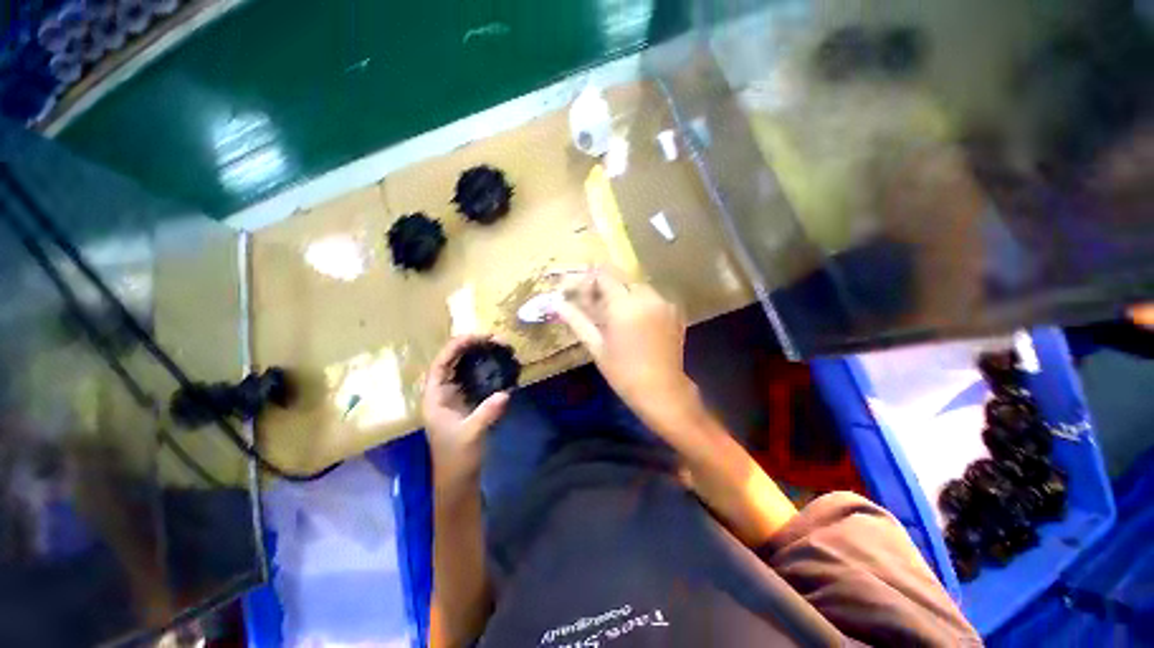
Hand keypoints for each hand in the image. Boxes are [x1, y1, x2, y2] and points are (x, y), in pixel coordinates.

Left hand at [422, 335, 509, 487]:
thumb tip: (505, 393)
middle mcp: (441, 393)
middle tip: (494, 339)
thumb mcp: (471, 435)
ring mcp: (453, 396)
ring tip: (496, 346)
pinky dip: (483, 367)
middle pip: (451, 361)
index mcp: (434, 398)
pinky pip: (472, 377)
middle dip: (470, 346)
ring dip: (477, 355)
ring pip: (461, 368)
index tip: (478, 337)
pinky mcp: (465, 401)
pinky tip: (496, 363)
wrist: (459, 478)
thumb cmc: (458, 457)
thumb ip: (487, 413)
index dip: (456, 347)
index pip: (440, 364)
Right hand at [555, 270, 697, 429]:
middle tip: (592, 304)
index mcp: (624, 305)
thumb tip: (557, 304)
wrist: (662, 390)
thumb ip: (577, 320)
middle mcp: (646, 296)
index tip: (579, 293)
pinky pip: (651, 296)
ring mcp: (663, 303)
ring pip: (636, 285)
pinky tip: (632, 320)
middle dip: (604, 285)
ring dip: (621, 293)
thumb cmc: (623, 372)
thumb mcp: (596, 346)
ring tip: (612, 314)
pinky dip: (638, 301)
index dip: (589, 279)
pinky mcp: (674, 311)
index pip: (604, 275)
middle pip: (621, 277)